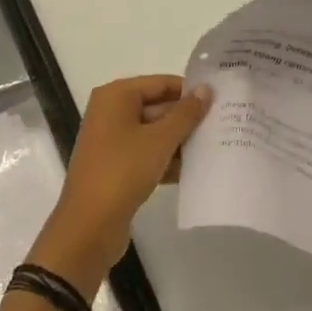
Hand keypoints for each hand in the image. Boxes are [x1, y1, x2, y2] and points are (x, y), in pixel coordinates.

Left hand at [27, 76, 212, 300]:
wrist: (88, 227)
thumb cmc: (123, 171)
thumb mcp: (159, 140)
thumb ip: (185, 113)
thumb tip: (206, 88)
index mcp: (116, 96)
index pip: (161, 83)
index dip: (190, 91)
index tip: (220, 100)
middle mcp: (111, 112)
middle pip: (157, 107)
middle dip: (187, 119)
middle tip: (223, 126)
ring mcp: (112, 141)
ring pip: (154, 133)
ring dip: (180, 142)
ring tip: (216, 148)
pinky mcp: (116, 166)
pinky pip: (147, 154)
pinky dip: (167, 160)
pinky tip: (194, 171)